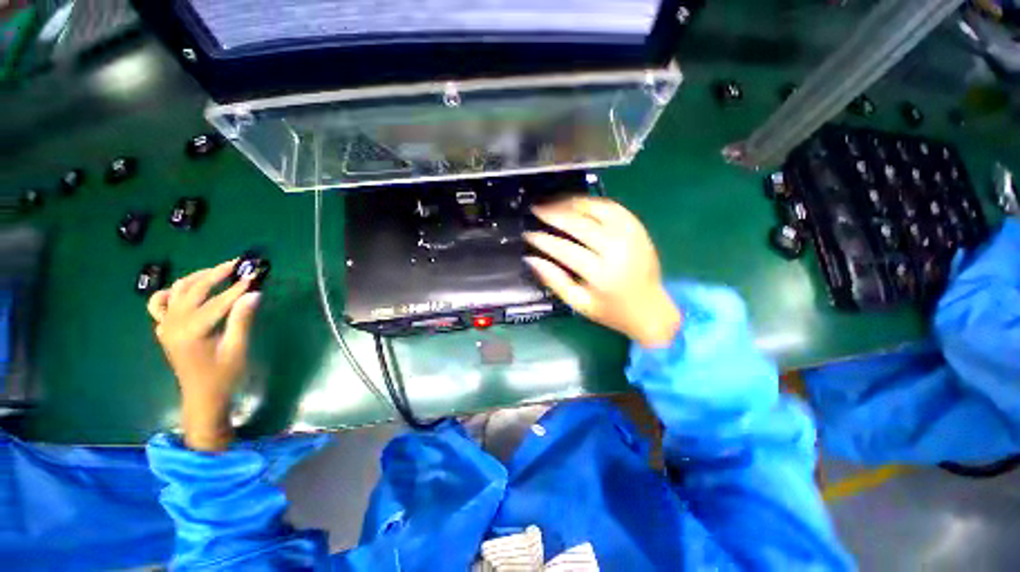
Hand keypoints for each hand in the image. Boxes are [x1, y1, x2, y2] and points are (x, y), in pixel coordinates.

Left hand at [147, 260, 260, 451]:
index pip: (218, 301)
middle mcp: (173, 324)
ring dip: (197, 277)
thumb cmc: (224, 374)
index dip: (238, 287)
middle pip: (194, 289)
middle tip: (238, 264)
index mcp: (191, 331)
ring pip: (177, 290)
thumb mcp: (237, 349)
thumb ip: (242, 319)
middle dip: (216, 274)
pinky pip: (160, 303)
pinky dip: (171, 292)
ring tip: (218, 271)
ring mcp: (165, 325)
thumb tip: (254, 294)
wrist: (202, 395)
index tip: (254, 274)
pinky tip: (184, 290)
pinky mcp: (164, 328)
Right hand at [524, 197, 680, 347]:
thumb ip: (554, 281)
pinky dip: (592, 202)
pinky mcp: (638, 228)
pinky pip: (613, 207)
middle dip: (554, 214)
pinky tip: (577, 204)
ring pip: (597, 209)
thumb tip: (531, 259)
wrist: (651, 309)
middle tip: (536, 209)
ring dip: (571, 204)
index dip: (543, 240)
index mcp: (601, 275)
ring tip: (553, 203)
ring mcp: (631, 236)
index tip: (528, 233)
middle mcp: (618, 250)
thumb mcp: (579, 303)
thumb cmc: (610, 311)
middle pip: (580, 225)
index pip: (565, 250)